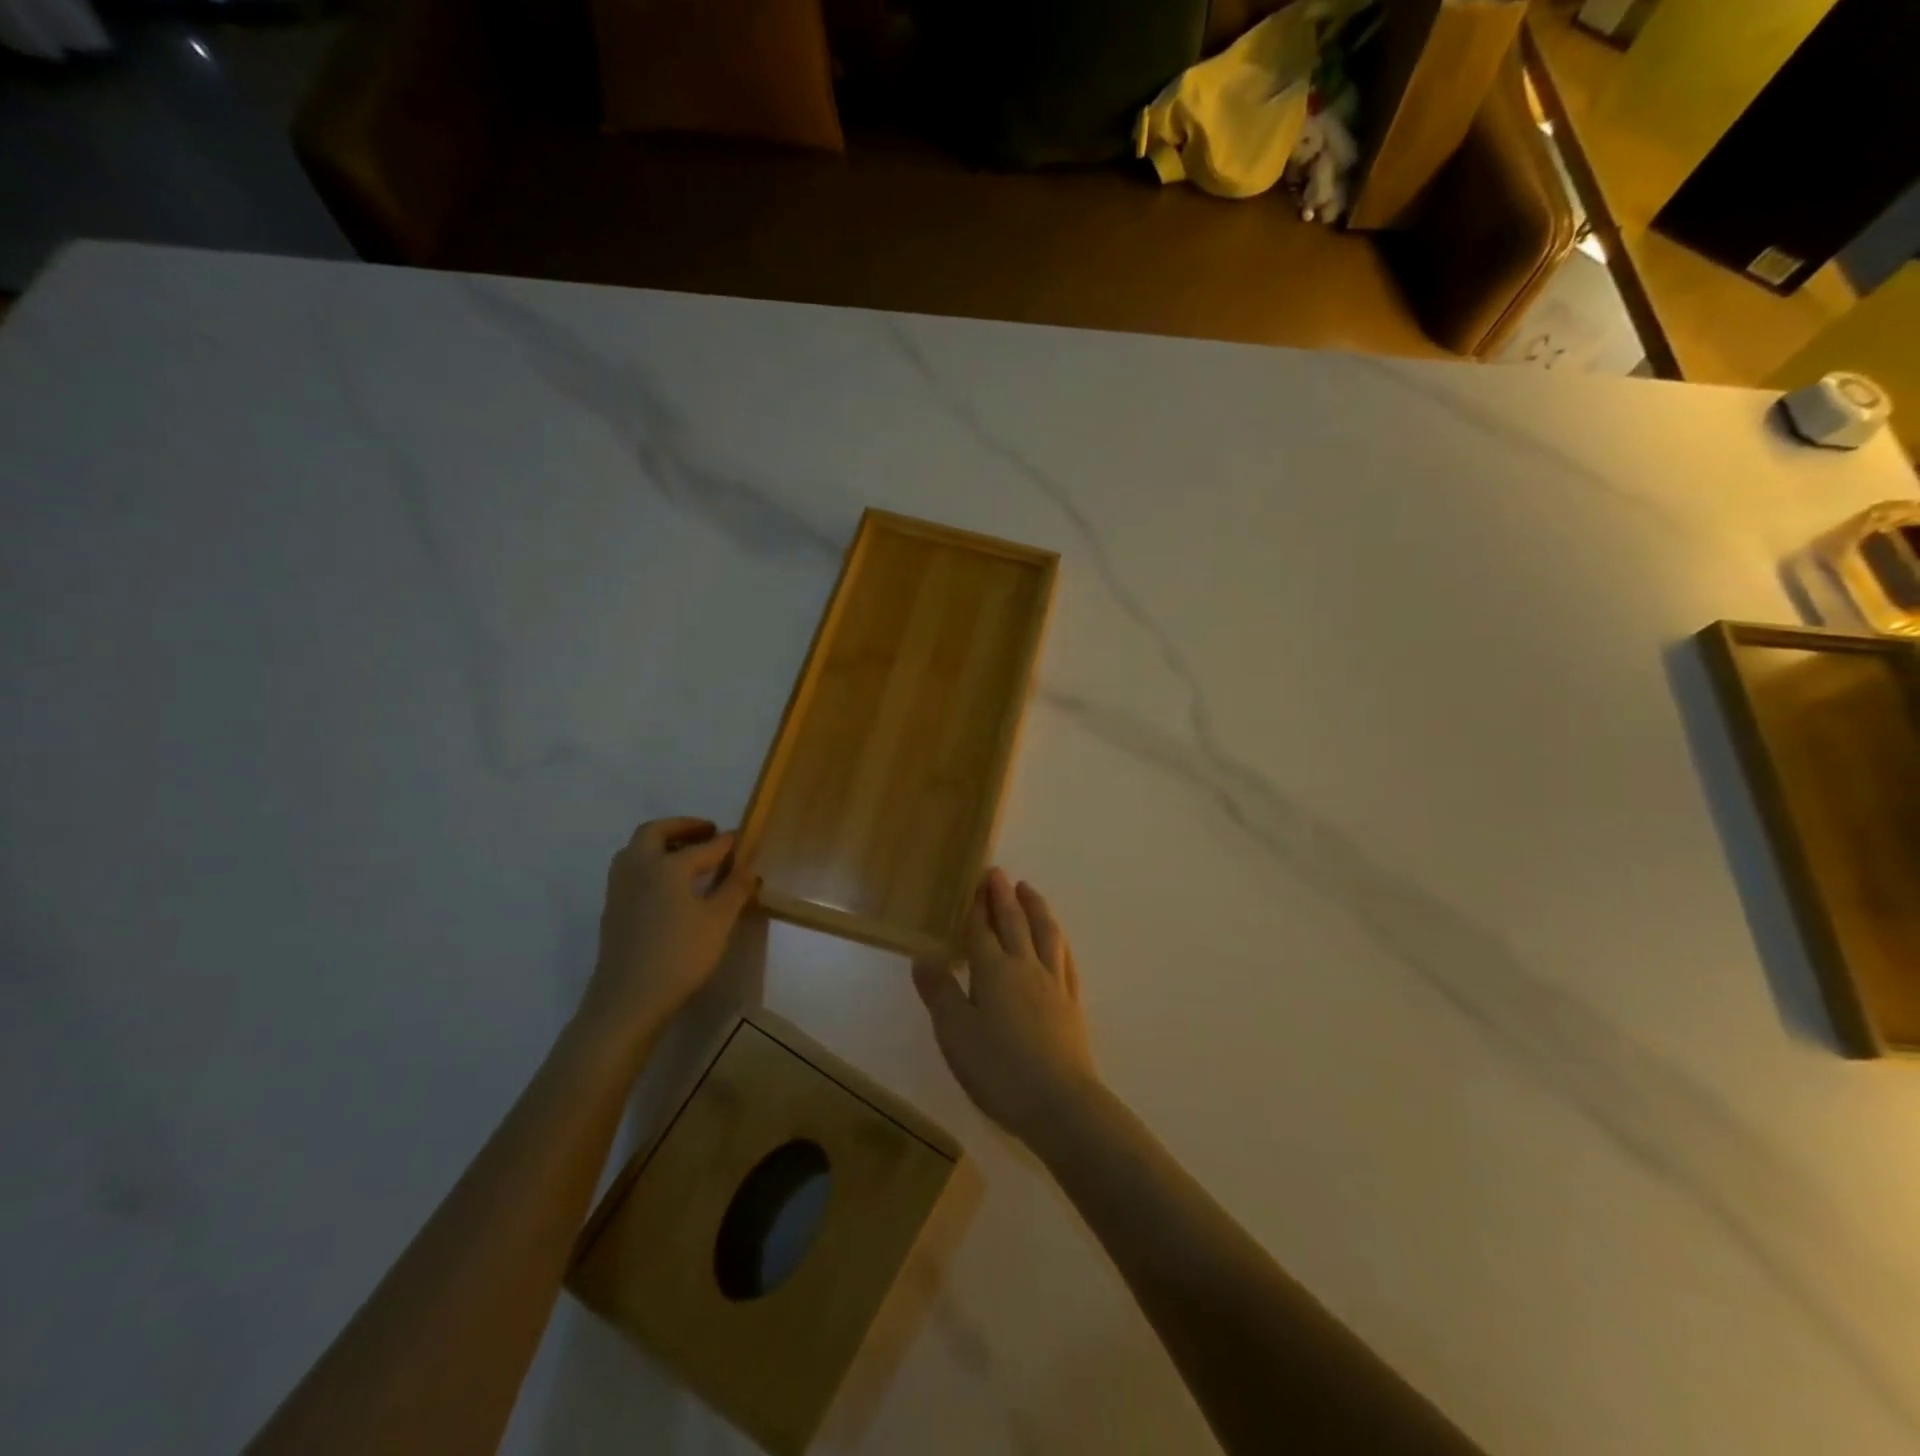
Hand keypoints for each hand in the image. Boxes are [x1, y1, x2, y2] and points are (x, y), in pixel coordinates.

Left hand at [580, 817, 759, 1041]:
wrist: (627, 1000)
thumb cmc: (679, 957)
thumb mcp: (718, 922)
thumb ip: (735, 889)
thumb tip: (750, 866)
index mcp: (667, 866)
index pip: (703, 846)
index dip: (724, 841)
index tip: (741, 838)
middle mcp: (639, 867)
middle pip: (655, 832)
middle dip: (682, 827)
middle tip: (707, 832)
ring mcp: (620, 888)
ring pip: (636, 849)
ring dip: (661, 843)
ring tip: (686, 854)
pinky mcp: (612, 909)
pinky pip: (631, 870)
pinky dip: (649, 863)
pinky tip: (667, 885)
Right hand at [913, 868, 1099, 1150]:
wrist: (1060, 1103)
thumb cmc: (999, 1069)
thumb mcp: (955, 1034)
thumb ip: (939, 992)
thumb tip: (923, 955)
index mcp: (993, 971)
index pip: (982, 930)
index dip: (977, 905)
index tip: (976, 880)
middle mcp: (1025, 967)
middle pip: (1014, 923)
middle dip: (1004, 896)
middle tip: (998, 873)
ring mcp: (1053, 983)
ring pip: (1045, 933)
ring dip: (1035, 907)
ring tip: (1029, 890)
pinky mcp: (1072, 1003)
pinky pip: (1065, 958)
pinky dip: (1058, 939)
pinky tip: (1057, 939)